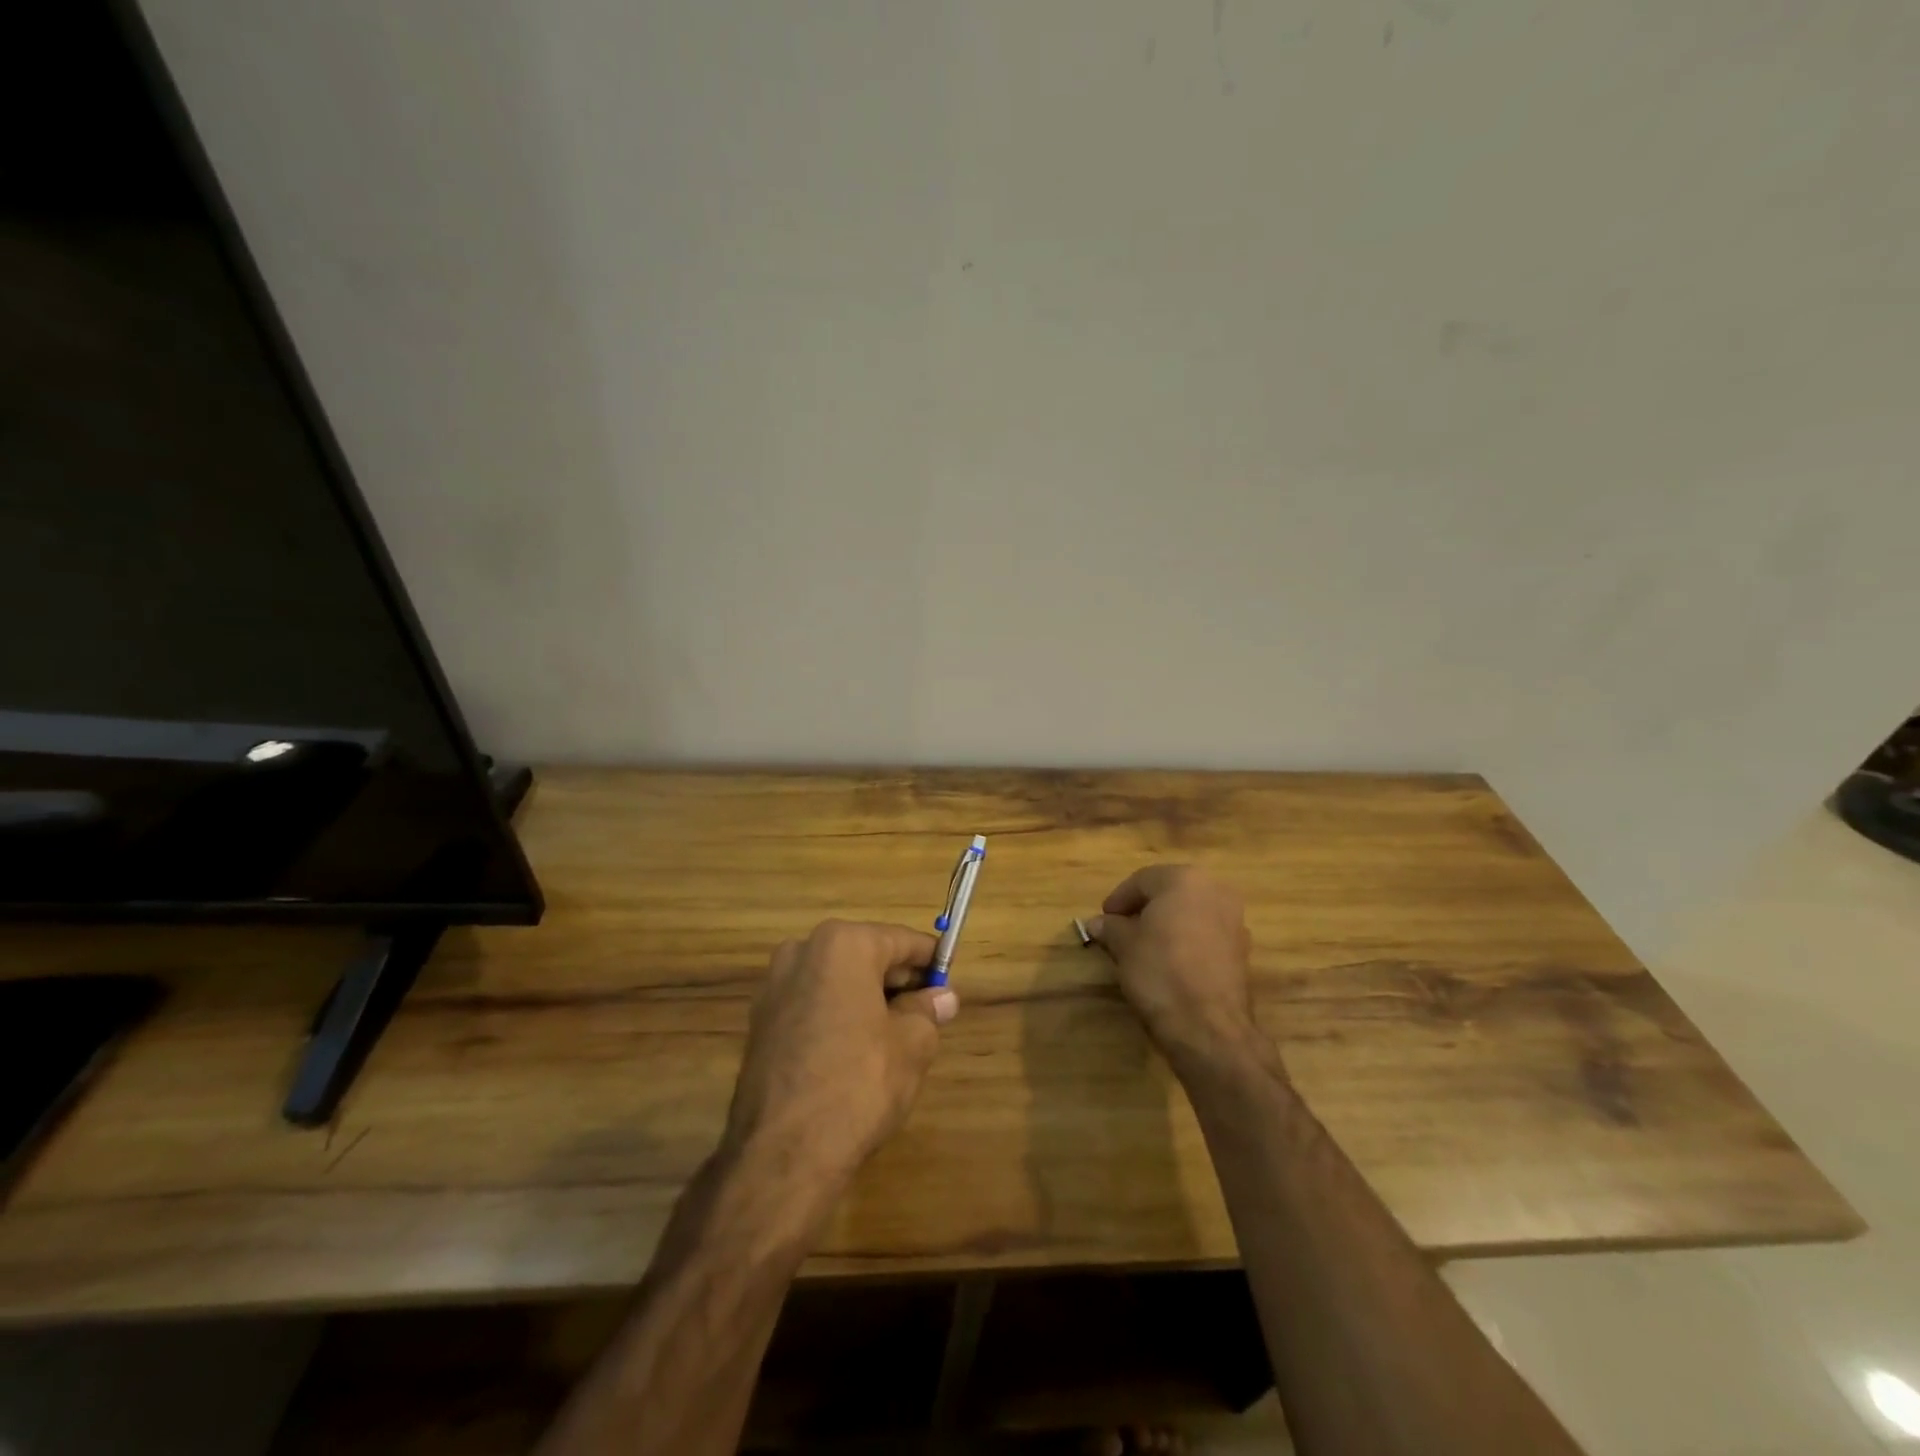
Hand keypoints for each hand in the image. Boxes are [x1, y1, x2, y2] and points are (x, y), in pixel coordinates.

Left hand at [723, 920, 958, 1191]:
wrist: (782, 1152)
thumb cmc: (859, 1083)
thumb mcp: (912, 1045)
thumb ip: (928, 1011)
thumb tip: (943, 998)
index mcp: (843, 944)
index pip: (901, 941)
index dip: (931, 962)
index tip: (950, 983)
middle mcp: (803, 952)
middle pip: (866, 957)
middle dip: (898, 982)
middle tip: (928, 1015)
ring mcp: (774, 987)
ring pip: (837, 982)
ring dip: (867, 1000)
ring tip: (895, 1038)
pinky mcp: (760, 1022)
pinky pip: (812, 1005)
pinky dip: (837, 1017)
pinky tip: (855, 1053)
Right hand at [1084, 865, 1261, 1073]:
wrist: (1208, 1027)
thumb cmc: (1160, 972)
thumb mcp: (1124, 946)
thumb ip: (1111, 928)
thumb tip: (1097, 923)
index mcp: (1185, 879)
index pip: (1142, 880)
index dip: (1118, 899)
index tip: (1103, 920)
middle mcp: (1215, 890)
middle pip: (1170, 892)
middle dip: (1144, 909)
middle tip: (1121, 930)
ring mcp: (1234, 920)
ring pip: (1190, 912)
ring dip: (1166, 924)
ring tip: (1143, 947)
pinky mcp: (1242, 950)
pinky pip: (1206, 934)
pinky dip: (1186, 940)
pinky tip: (1169, 962)